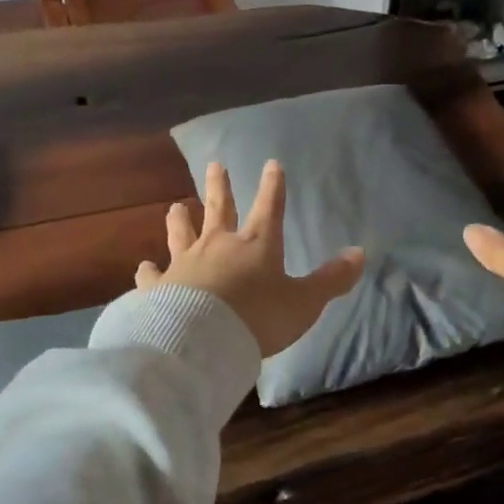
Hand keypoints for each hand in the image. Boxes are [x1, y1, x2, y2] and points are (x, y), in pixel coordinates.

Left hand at [137, 160, 364, 358]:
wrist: (202, 339)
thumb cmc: (259, 317)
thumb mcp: (304, 302)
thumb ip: (330, 280)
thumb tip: (360, 254)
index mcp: (256, 245)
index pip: (270, 207)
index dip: (273, 186)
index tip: (272, 164)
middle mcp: (218, 245)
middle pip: (219, 209)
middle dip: (219, 186)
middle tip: (214, 165)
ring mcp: (185, 264)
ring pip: (181, 234)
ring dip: (180, 220)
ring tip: (176, 207)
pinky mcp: (160, 288)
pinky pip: (152, 275)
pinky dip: (148, 271)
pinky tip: (143, 267)